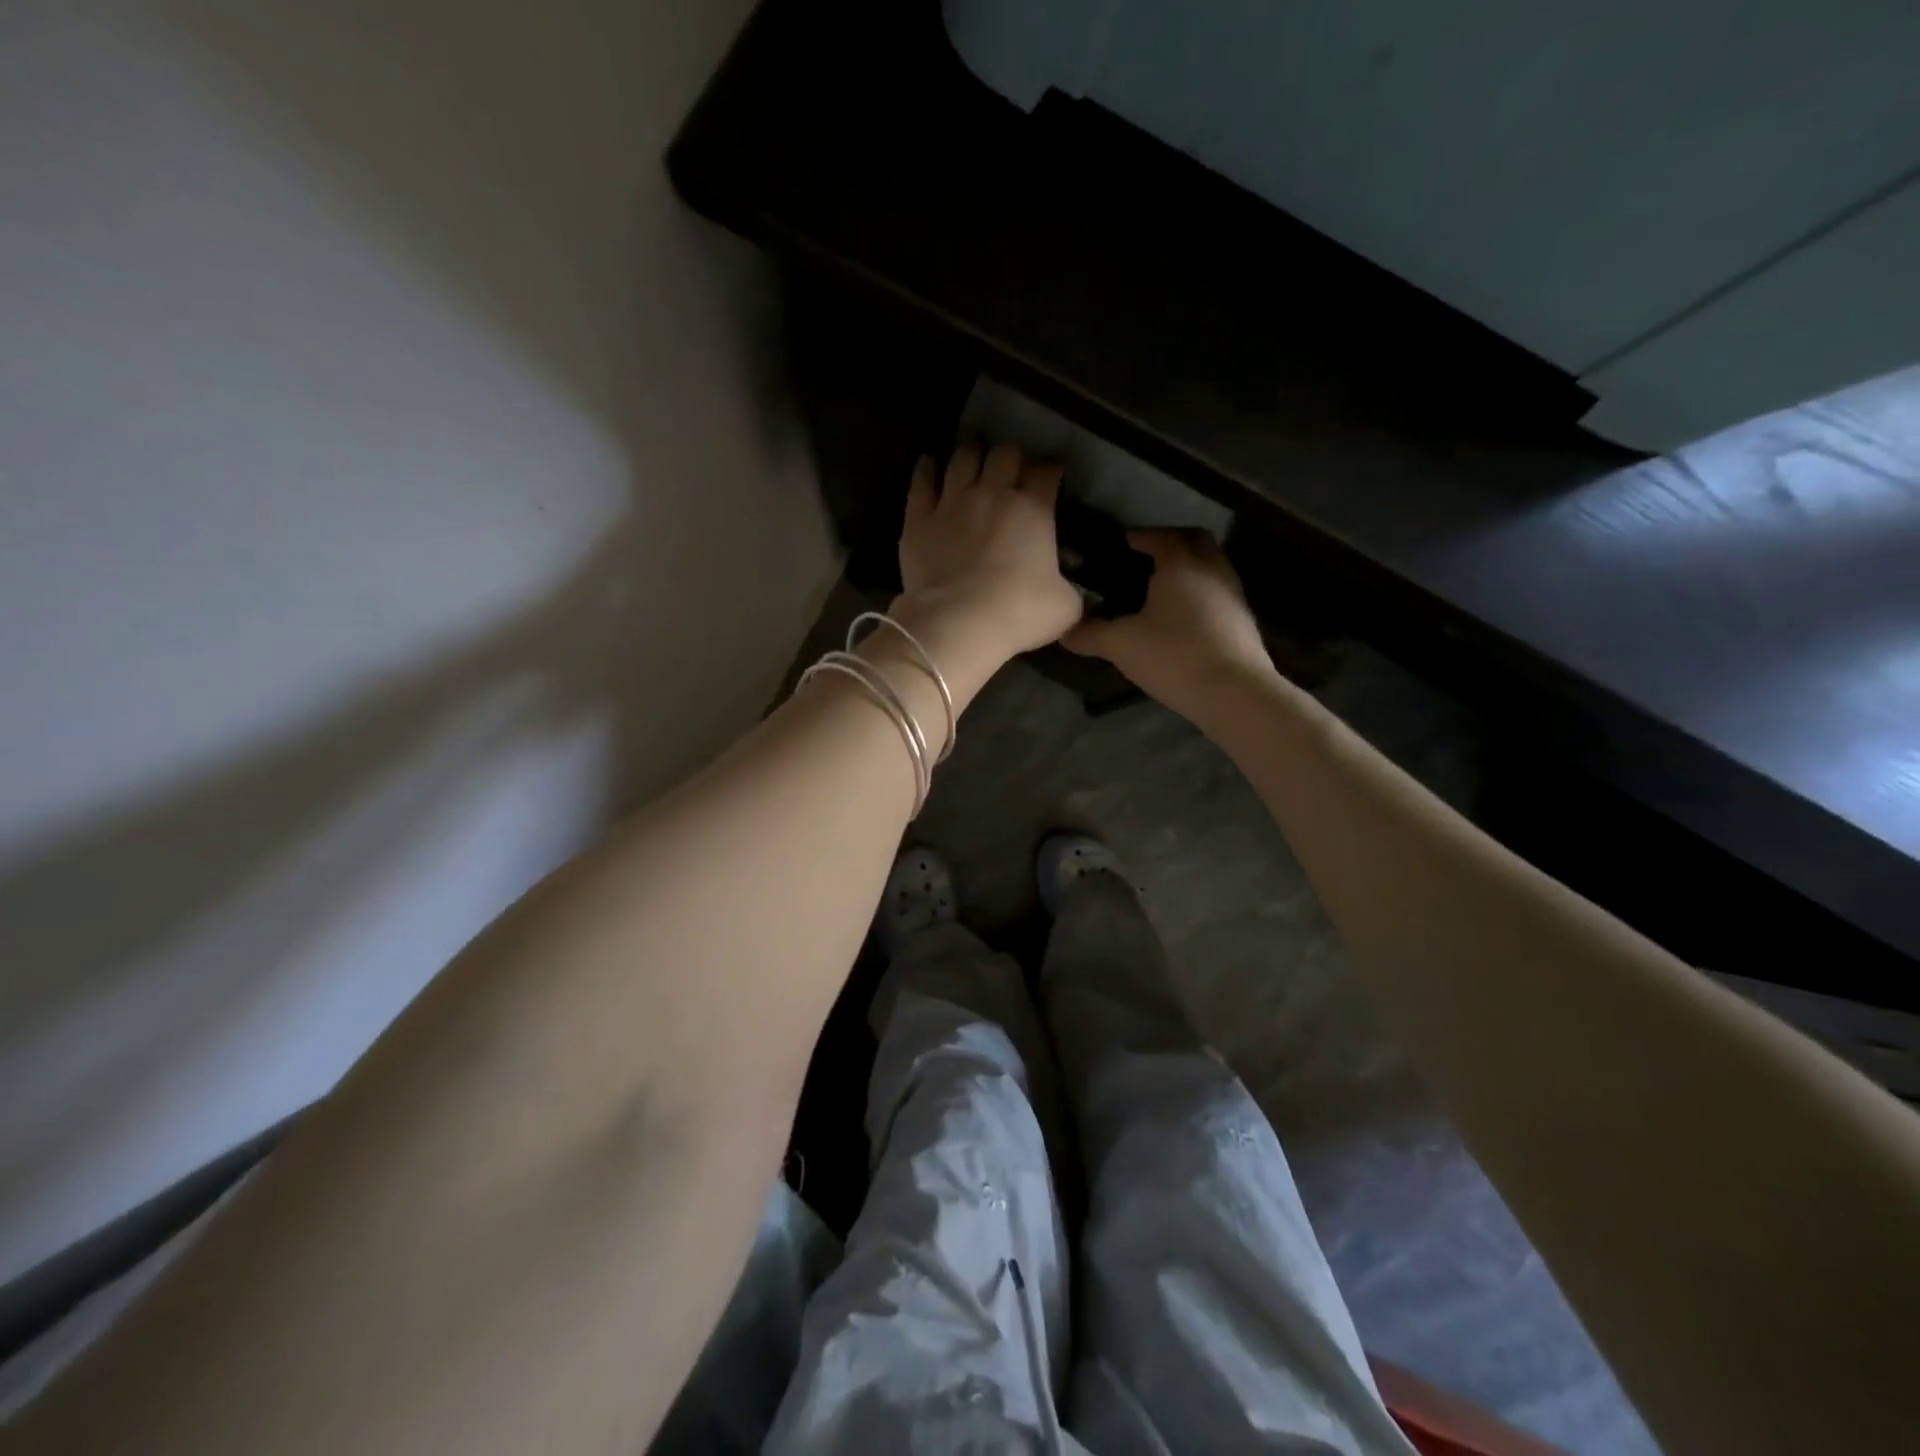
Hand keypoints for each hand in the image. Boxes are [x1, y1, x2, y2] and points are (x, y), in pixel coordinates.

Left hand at [894, 444, 1084, 673]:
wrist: (959, 624)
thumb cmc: (1019, 614)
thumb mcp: (1065, 606)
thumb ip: (1069, 588)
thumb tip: (1067, 590)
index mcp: (1034, 509)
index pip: (1046, 474)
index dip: (1050, 473)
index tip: (1051, 479)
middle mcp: (992, 494)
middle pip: (1005, 455)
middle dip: (1012, 458)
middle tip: (1012, 470)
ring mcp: (952, 503)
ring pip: (963, 459)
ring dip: (972, 454)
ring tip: (975, 457)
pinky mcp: (919, 519)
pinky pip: (921, 483)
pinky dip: (926, 470)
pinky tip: (929, 463)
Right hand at [1064, 528, 1273, 710]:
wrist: (1234, 692)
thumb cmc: (1173, 655)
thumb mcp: (1121, 645)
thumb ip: (1090, 634)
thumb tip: (1063, 630)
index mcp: (1181, 563)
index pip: (1161, 536)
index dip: (1141, 536)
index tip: (1124, 542)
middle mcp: (1212, 569)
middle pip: (1195, 542)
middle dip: (1171, 542)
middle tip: (1147, 556)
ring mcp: (1233, 595)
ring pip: (1210, 567)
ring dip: (1189, 569)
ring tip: (1162, 589)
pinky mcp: (1243, 622)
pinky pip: (1218, 594)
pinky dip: (1199, 594)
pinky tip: (1182, 619)